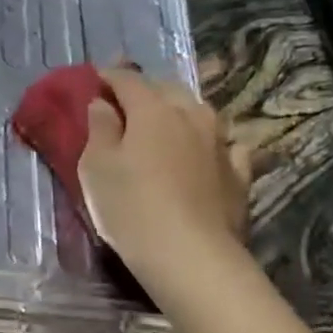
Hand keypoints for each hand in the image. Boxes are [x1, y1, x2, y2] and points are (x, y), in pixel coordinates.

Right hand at [77, 66, 252, 304]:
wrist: (189, 255)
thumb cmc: (129, 206)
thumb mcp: (95, 167)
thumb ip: (98, 129)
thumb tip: (103, 104)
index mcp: (152, 109)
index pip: (127, 80)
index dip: (108, 76)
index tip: (94, 79)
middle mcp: (191, 115)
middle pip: (167, 89)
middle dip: (145, 90)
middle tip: (124, 103)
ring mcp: (220, 143)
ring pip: (198, 112)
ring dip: (178, 112)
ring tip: (163, 125)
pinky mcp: (238, 173)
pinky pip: (225, 145)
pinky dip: (210, 143)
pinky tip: (207, 153)